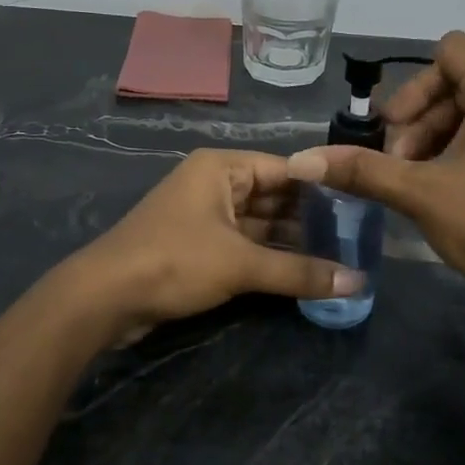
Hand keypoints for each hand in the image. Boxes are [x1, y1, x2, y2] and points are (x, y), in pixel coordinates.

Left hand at [66, 149, 361, 345]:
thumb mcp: (241, 264)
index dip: (323, 188)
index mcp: (222, 168)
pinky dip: (268, 256)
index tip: (360, 207)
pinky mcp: (197, 245)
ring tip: (338, 257)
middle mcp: (214, 183)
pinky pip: (243, 244)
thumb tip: (358, 282)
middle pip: (273, 196)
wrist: (104, 297)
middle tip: (355, 238)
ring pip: (259, 223)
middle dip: (309, 218)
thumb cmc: (174, 261)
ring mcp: (204, 214)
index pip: (286, 169)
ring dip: (290, 241)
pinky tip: (301, 272)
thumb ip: (299, 271)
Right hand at [287, 31, 464, 362]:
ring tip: (421, 182)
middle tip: (400, 165)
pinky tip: (452, 192)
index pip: (449, 51)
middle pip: (460, 81)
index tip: (394, 131)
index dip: (413, 86)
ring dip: (440, 136)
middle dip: (421, 118)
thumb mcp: (419, 193)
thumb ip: (361, 169)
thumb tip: (302, 160)